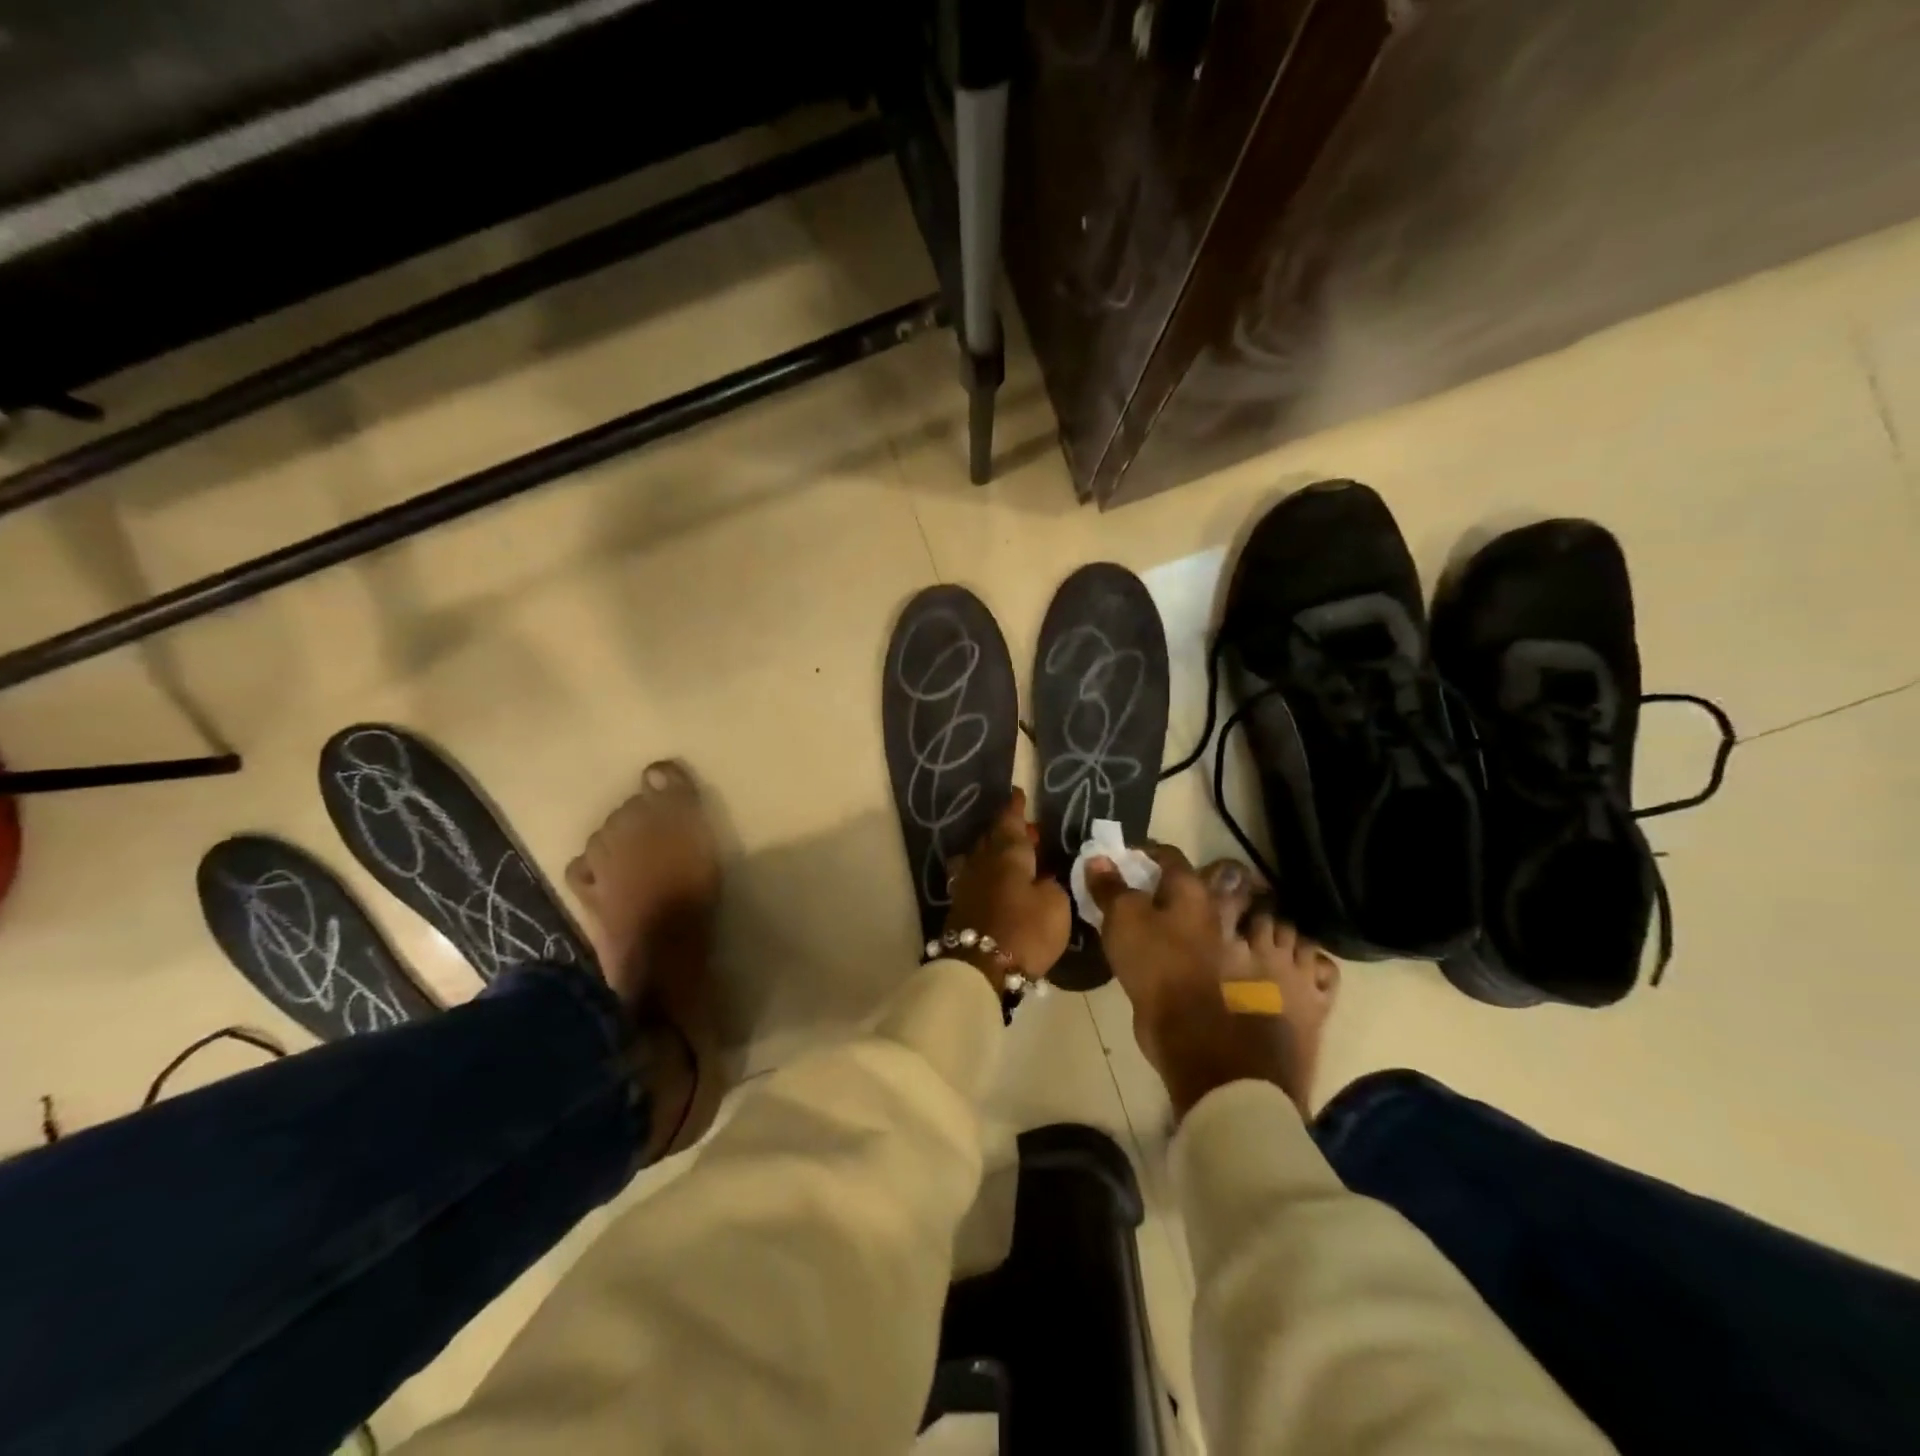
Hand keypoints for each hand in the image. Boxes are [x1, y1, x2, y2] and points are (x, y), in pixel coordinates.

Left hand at [944, 789, 1071, 986]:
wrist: (979, 969)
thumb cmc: (1025, 930)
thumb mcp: (1056, 904)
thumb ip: (1051, 883)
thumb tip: (1042, 877)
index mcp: (1006, 853)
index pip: (1010, 821)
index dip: (1015, 808)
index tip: (1017, 793)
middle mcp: (982, 862)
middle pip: (992, 838)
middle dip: (1008, 831)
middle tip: (1028, 832)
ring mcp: (966, 884)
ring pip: (979, 858)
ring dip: (994, 853)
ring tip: (1011, 859)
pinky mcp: (959, 907)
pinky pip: (974, 879)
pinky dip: (986, 876)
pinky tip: (996, 884)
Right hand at [1085, 846, 1310, 1120]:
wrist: (1221, 1062)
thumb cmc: (1164, 992)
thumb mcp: (1124, 937)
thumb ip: (1112, 893)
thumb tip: (1099, 857)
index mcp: (1197, 899)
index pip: (1173, 860)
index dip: (1154, 856)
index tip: (1141, 862)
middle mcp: (1243, 915)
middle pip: (1237, 883)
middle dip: (1224, 885)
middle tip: (1208, 900)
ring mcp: (1281, 953)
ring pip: (1279, 921)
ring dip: (1266, 923)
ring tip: (1253, 936)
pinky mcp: (1308, 992)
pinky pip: (1317, 964)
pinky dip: (1305, 961)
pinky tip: (1292, 967)